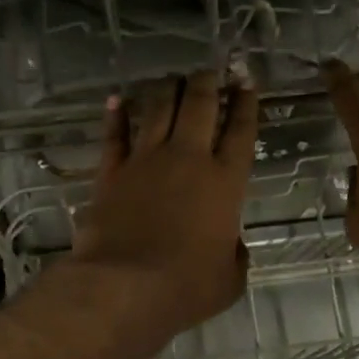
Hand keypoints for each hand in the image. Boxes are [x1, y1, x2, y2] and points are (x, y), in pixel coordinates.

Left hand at [71, 70, 258, 335]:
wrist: (125, 287)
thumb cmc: (187, 287)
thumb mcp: (230, 278)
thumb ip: (235, 254)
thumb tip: (230, 243)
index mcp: (225, 182)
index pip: (241, 131)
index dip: (246, 103)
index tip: (246, 82)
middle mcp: (188, 159)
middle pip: (200, 106)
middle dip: (208, 83)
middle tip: (210, 71)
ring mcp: (146, 161)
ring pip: (158, 109)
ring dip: (167, 89)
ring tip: (173, 78)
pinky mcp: (111, 172)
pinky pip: (115, 134)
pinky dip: (116, 114)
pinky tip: (117, 99)